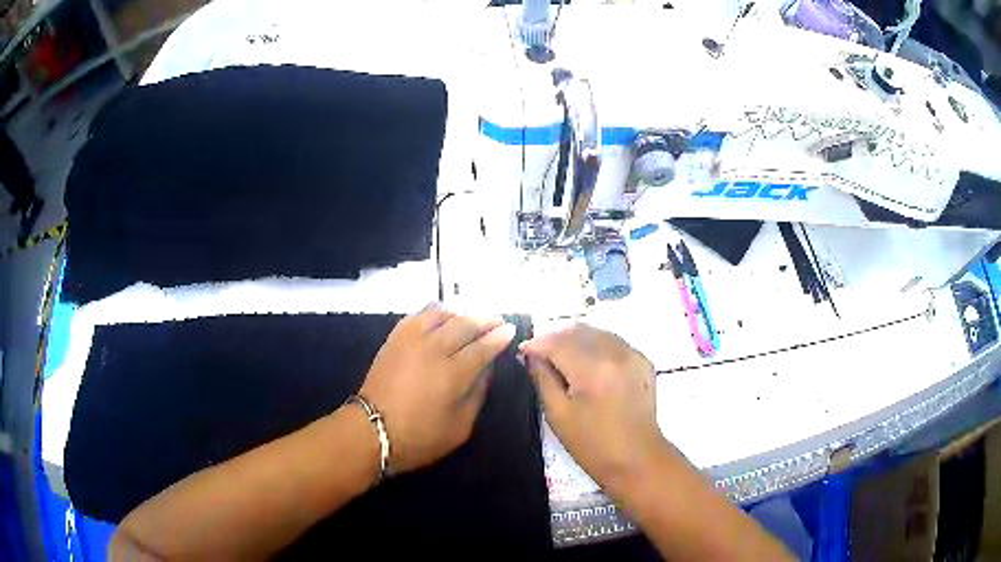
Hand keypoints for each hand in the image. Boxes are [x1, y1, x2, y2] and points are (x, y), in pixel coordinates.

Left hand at [359, 303, 515, 473]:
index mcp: (453, 373)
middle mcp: (434, 349)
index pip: (483, 347)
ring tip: (469, 319)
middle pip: (464, 325)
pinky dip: (432, 312)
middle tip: (497, 320)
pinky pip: (416, 316)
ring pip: (440, 314)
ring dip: (459, 314)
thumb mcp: (460, 427)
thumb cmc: (419, 437)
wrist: (371, 430)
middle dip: (484, 320)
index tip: (510, 329)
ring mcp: (410, 341)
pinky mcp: (393, 340)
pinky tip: (438, 317)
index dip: (499, 337)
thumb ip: (477, 395)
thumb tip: (486, 369)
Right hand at [521, 323, 666, 495]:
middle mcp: (615, 354)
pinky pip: (613, 341)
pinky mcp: (642, 361)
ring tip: (560, 356)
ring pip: (596, 332)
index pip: (557, 342)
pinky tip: (587, 362)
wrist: (637, 459)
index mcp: (593, 370)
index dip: (536, 344)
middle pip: (577, 330)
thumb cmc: (592, 444)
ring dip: (575, 339)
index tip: (522, 351)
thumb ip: (543, 378)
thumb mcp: (558, 415)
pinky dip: (595, 345)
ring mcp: (633, 355)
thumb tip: (531, 355)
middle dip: (554, 337)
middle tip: (539, 353)